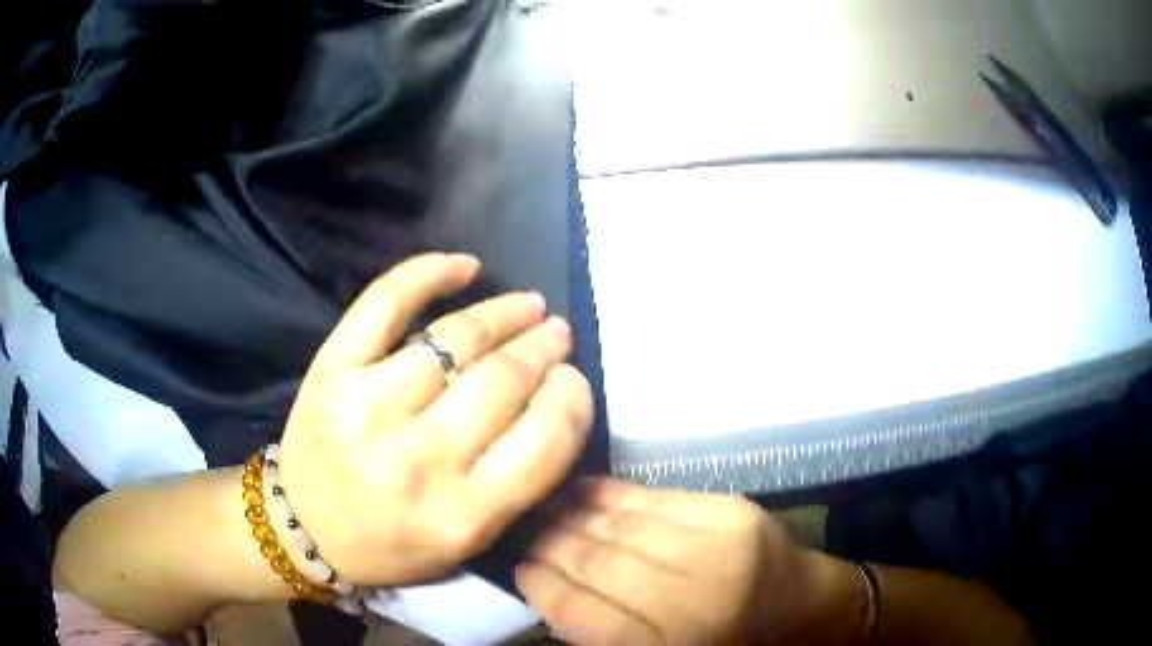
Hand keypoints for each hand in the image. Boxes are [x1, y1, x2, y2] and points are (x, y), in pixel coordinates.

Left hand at [278, 253, 593, 586]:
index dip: (572, 398)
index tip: (573, 378)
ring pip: (455, 338)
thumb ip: (519, 482)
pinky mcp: (333, 368)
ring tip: (528, 306)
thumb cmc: (394, 542)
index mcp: (462, 515)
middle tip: (556, 334)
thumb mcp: (470, 540)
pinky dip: (429, 273)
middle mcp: (418, 460)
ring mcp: (368, 406)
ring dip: (504, 313)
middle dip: (543, 347)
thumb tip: (556, 397)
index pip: (544, 440)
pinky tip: (464, 267)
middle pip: (502, 380)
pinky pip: (386, 302)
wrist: (307, 527)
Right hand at [518, 479, 835, 645]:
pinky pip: (655, 498)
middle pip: (599, 563)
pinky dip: (613, 495)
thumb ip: (606, 635)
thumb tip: (551, 595)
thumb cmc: (729, 645)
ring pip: (621, 526)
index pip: (583, 613)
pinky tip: (585, 490)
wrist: (803, 608)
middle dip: (551, 545)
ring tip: (546, 508)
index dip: (543, 587)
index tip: (519, 569)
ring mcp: (716, 548)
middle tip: (525, 532)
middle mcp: (691, 599)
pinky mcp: (731, 511)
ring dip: (574, 515)